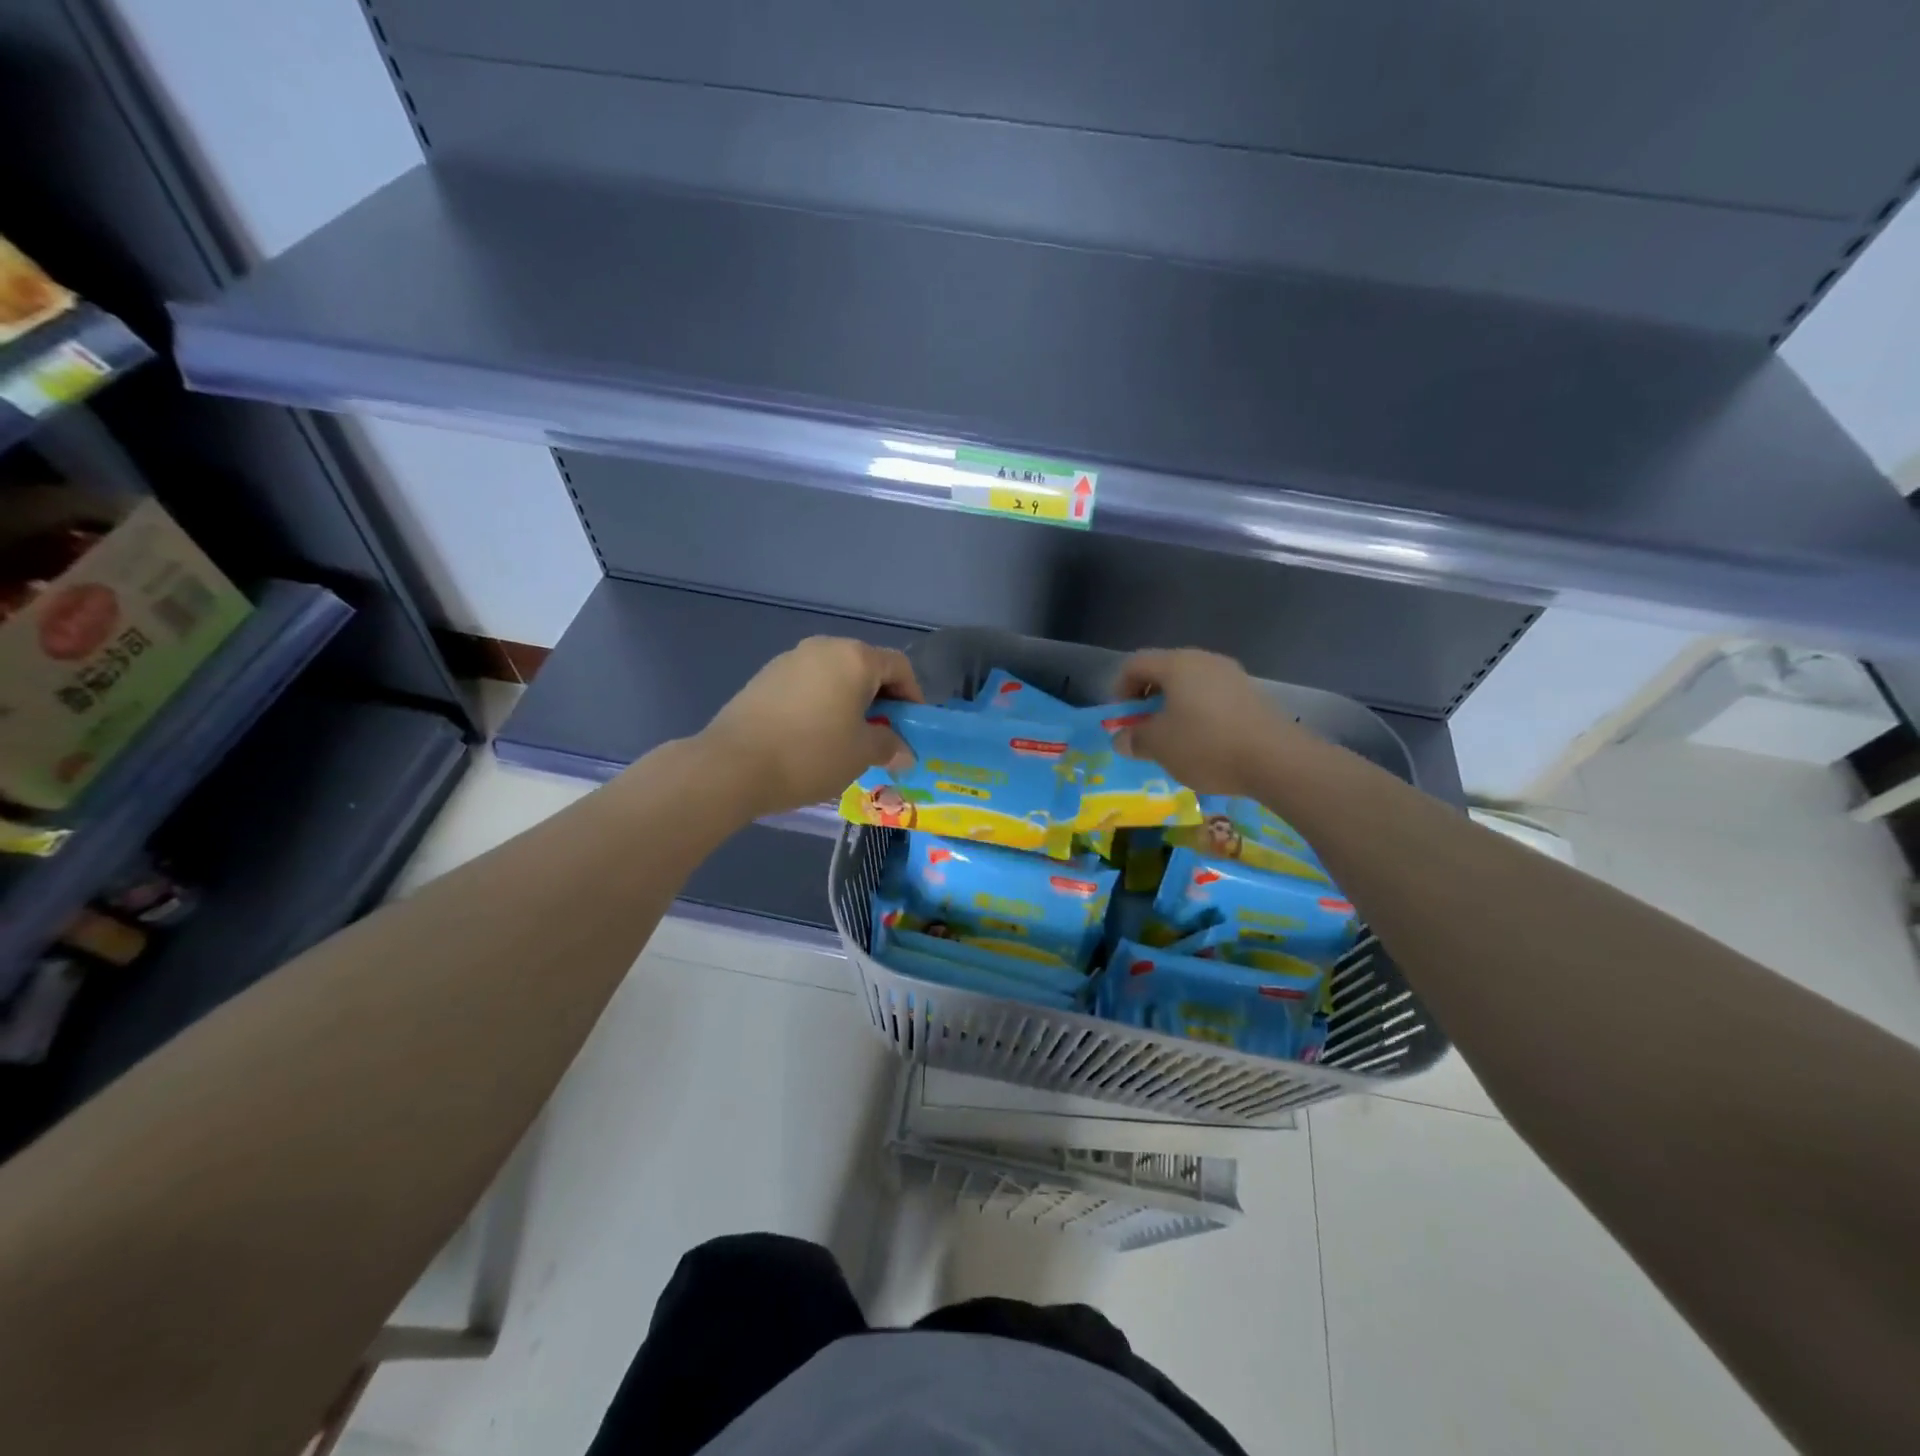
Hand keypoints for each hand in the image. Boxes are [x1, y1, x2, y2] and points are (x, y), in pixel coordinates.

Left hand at [699, 637, 922, 818]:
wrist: (733, 765)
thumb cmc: (811, 754)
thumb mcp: (861, 754)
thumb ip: (889, 746)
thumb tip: (902, 750)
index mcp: (855, 658)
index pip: (899, 666)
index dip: (913, 696)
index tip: (911, 727)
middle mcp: (823, 647)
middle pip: (865, 667)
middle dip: (880, 699)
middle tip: (881, 735)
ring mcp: (790, 660)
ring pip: (834, 676)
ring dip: (848, 702)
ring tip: (846, 739)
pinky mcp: (764, 677)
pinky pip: (807, 685)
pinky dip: (820, 704)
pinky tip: (812, 736)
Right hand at [1112, 648, 1306, 794]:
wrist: (1275, 759)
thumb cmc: (1206, 745)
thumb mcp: (1159, 746)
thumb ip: (1134, 739)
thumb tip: (1122, 739)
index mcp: (1177, 664)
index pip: (1135, 663)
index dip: (1120, 688)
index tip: (1122, 719)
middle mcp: (1205, 660)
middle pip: (1165, 671)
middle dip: (1148, 699)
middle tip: (1144, 728)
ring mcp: (1232, 676)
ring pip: (1190, 685)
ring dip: (1174, 708)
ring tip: (1174, 739)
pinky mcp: (1251, 695)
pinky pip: (1213, 697)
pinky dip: (1199, 714)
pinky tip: (1204, 743)